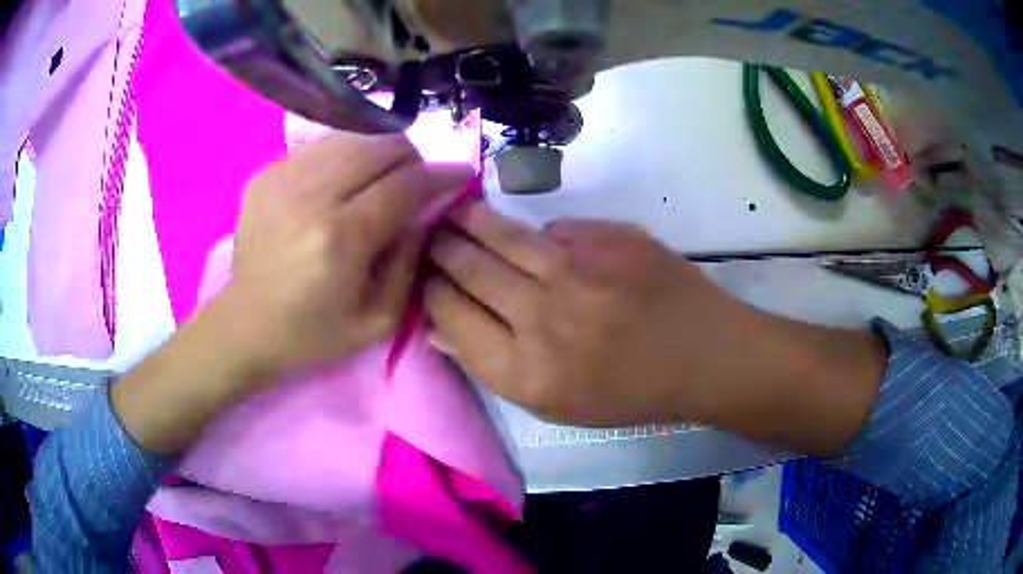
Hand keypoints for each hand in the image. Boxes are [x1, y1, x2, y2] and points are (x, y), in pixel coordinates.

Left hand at [226, 132, 471, 378]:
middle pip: (382, 146)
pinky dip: (343, 157)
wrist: (245, 325)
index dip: (442, 175)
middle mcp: (311, 196)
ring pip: (352, 137)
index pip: (406, 184)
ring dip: (377, 154)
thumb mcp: (379, 320)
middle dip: (412, 159)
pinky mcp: (266, 173)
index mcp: (341, 238)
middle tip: (414, 183)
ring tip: (378, 181)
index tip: (462, 175)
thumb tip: (429, 211)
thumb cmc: (313, 333)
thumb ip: (411, 261)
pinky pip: (321, 145)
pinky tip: (339, 184)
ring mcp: (283, 177)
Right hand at [424, 203, 743, 426]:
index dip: (429, 290)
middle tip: (427, 235)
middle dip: (438, 247)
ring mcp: (577, 270)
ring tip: (452, 212)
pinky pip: (552, 229)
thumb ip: (490, 364)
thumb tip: (435, 323)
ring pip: (500, 234)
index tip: (423, 276)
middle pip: (467, 267)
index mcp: (525, 371)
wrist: (701, 355)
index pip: (450, 315)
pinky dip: (535, 234)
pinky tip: (531, 238)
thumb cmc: (627, 392)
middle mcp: (542, 316)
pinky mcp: (608, 238)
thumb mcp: (554, 403)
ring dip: (467, 220)